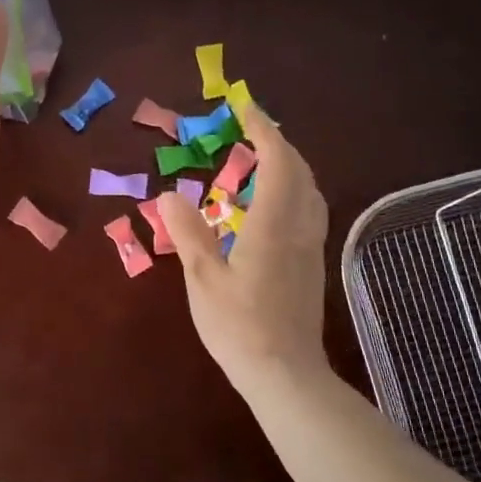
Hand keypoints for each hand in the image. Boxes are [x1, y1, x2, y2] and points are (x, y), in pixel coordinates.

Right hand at [158, 103, 331, 393]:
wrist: (286, 374)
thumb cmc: (240, 326)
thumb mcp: (203, 278)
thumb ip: (189, 232)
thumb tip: (169, 193)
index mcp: (274, 224)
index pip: (277, 161)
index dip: (263, 129)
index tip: (244, 106)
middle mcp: (300, 227)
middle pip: (300, 170)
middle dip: (277, 141)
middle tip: (248, 127)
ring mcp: (310, 245)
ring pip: (309, 189)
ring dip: (288, 163)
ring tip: (258, 156)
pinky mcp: (311, 262)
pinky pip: (308, 207)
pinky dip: (291, 186)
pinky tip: (269, 200)